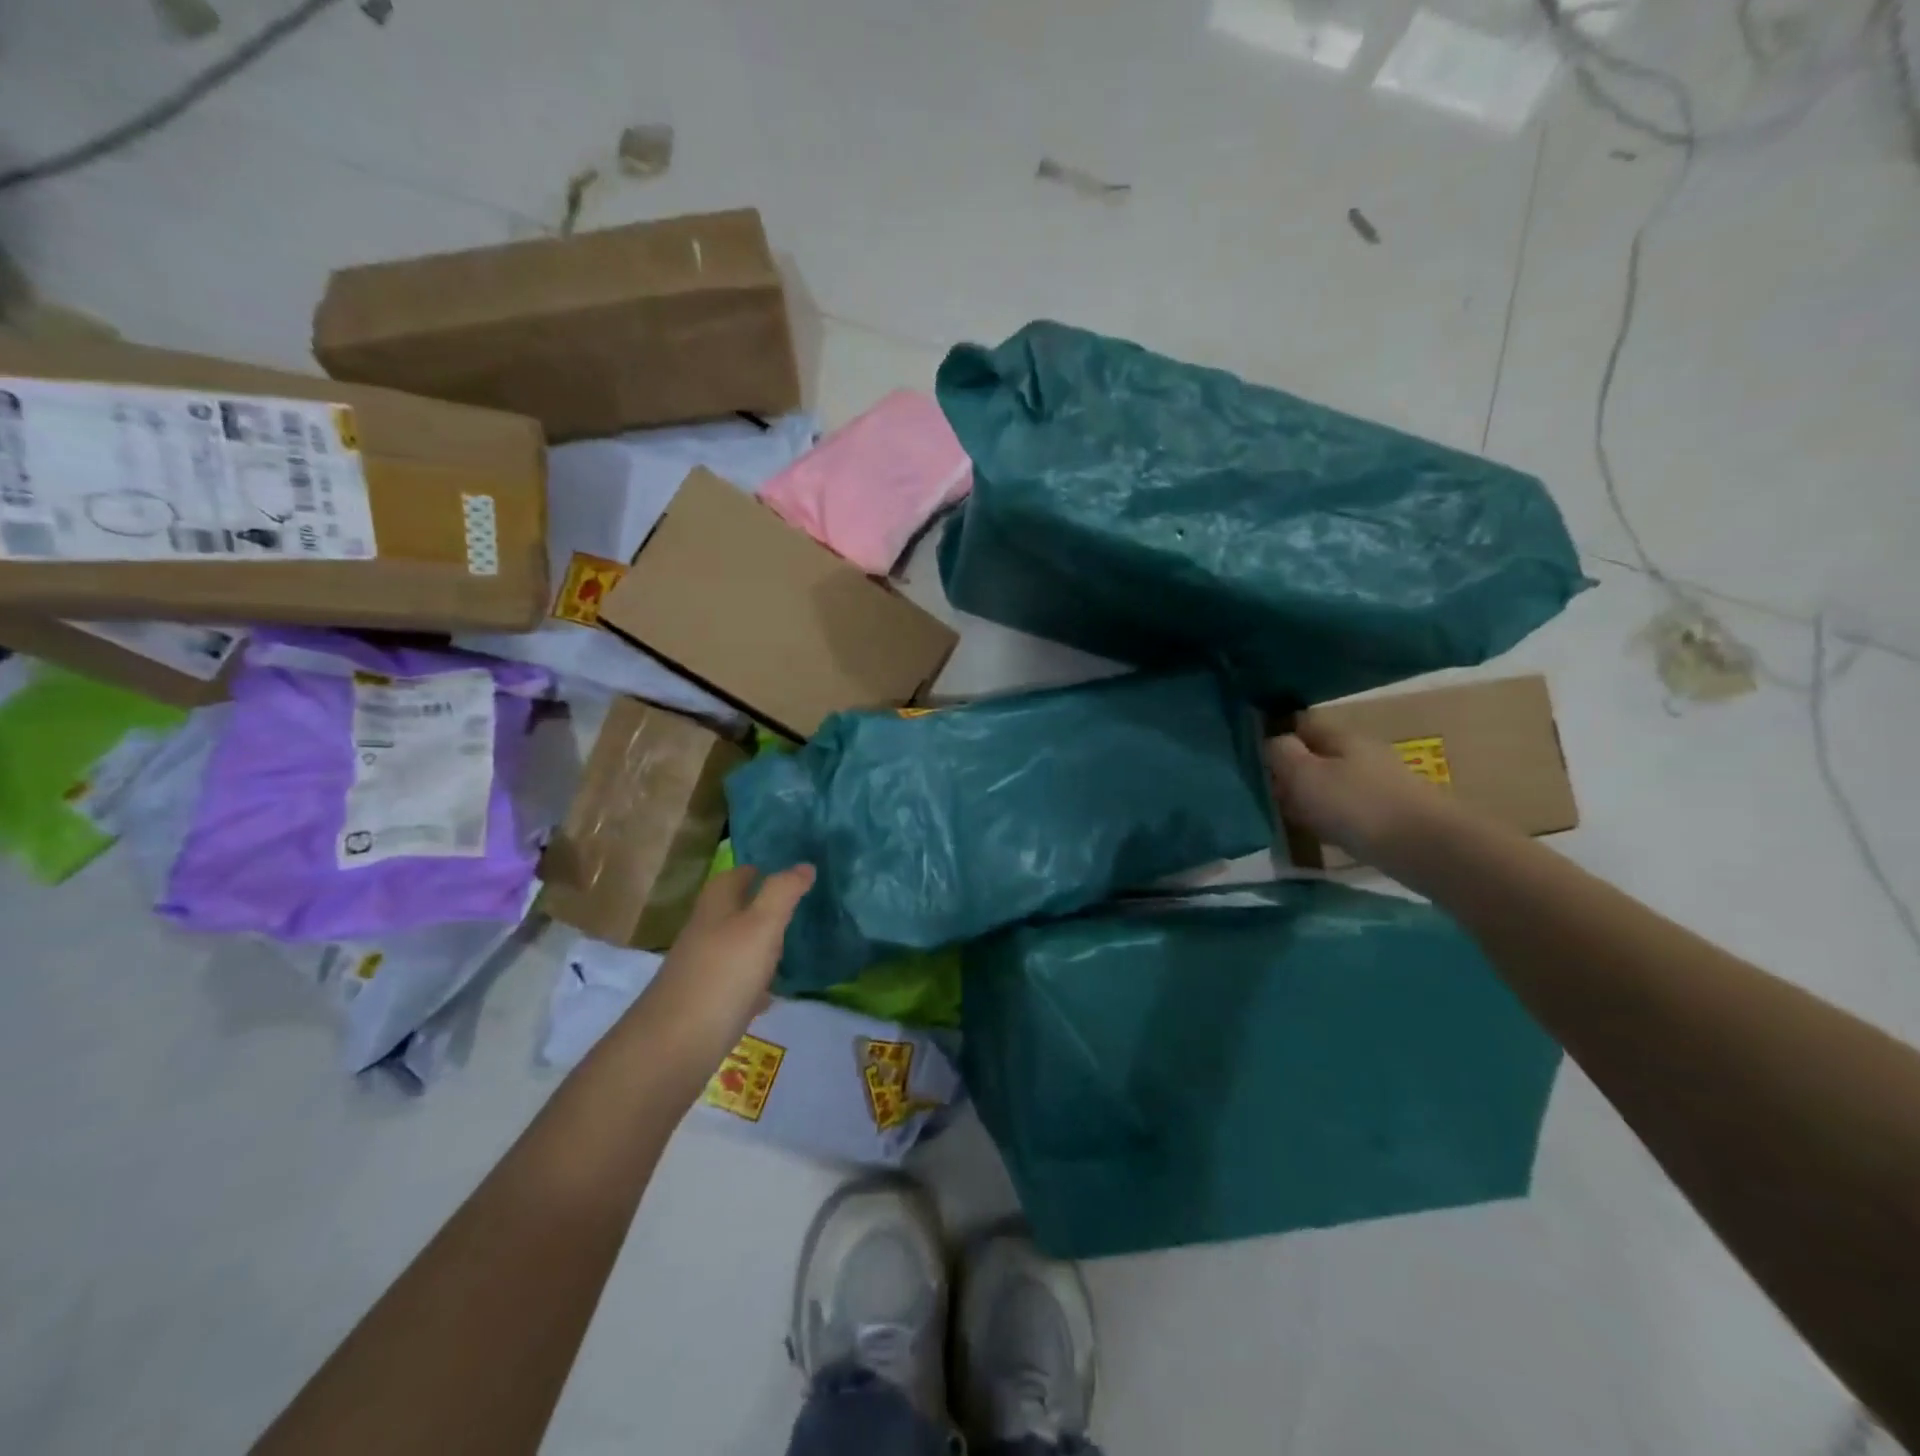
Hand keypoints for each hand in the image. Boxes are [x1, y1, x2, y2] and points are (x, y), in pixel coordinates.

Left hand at [632, 864, 815, 1075]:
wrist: (674, 1045)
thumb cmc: (723, 974)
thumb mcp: (762, 925)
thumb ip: (783, 892)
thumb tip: (805, 864)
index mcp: (716, 908)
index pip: (736, 876)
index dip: (758, 870)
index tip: (788, 872)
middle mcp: (704, 933)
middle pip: (732, 911)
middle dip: (760, 907)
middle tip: (795, 908)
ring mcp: (701, 969)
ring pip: (734, 947)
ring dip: (758, 945)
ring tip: (790, 947)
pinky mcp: (704, 1003)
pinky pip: (734, 983)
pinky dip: (753, 982)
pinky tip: (770, 993)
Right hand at [1266, 715, 1459, 869]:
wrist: (1428, 848)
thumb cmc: (1356, 806)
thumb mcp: (1304, 774)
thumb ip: (1281, 753)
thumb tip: (1272, 743)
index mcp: (1340, 735)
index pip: (1300, 722)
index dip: (1276, 735)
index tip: (1255, 759)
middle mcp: (1361, 752)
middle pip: (1316, 754)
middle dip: (1292, 771)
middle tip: (1269, 795)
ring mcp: (1379, 782)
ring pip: (1332, 782)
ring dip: (1310, 797)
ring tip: (1292, 818)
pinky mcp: (1391, 811)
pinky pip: (1349, 807)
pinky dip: (1332, 817)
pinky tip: (1324, 834)